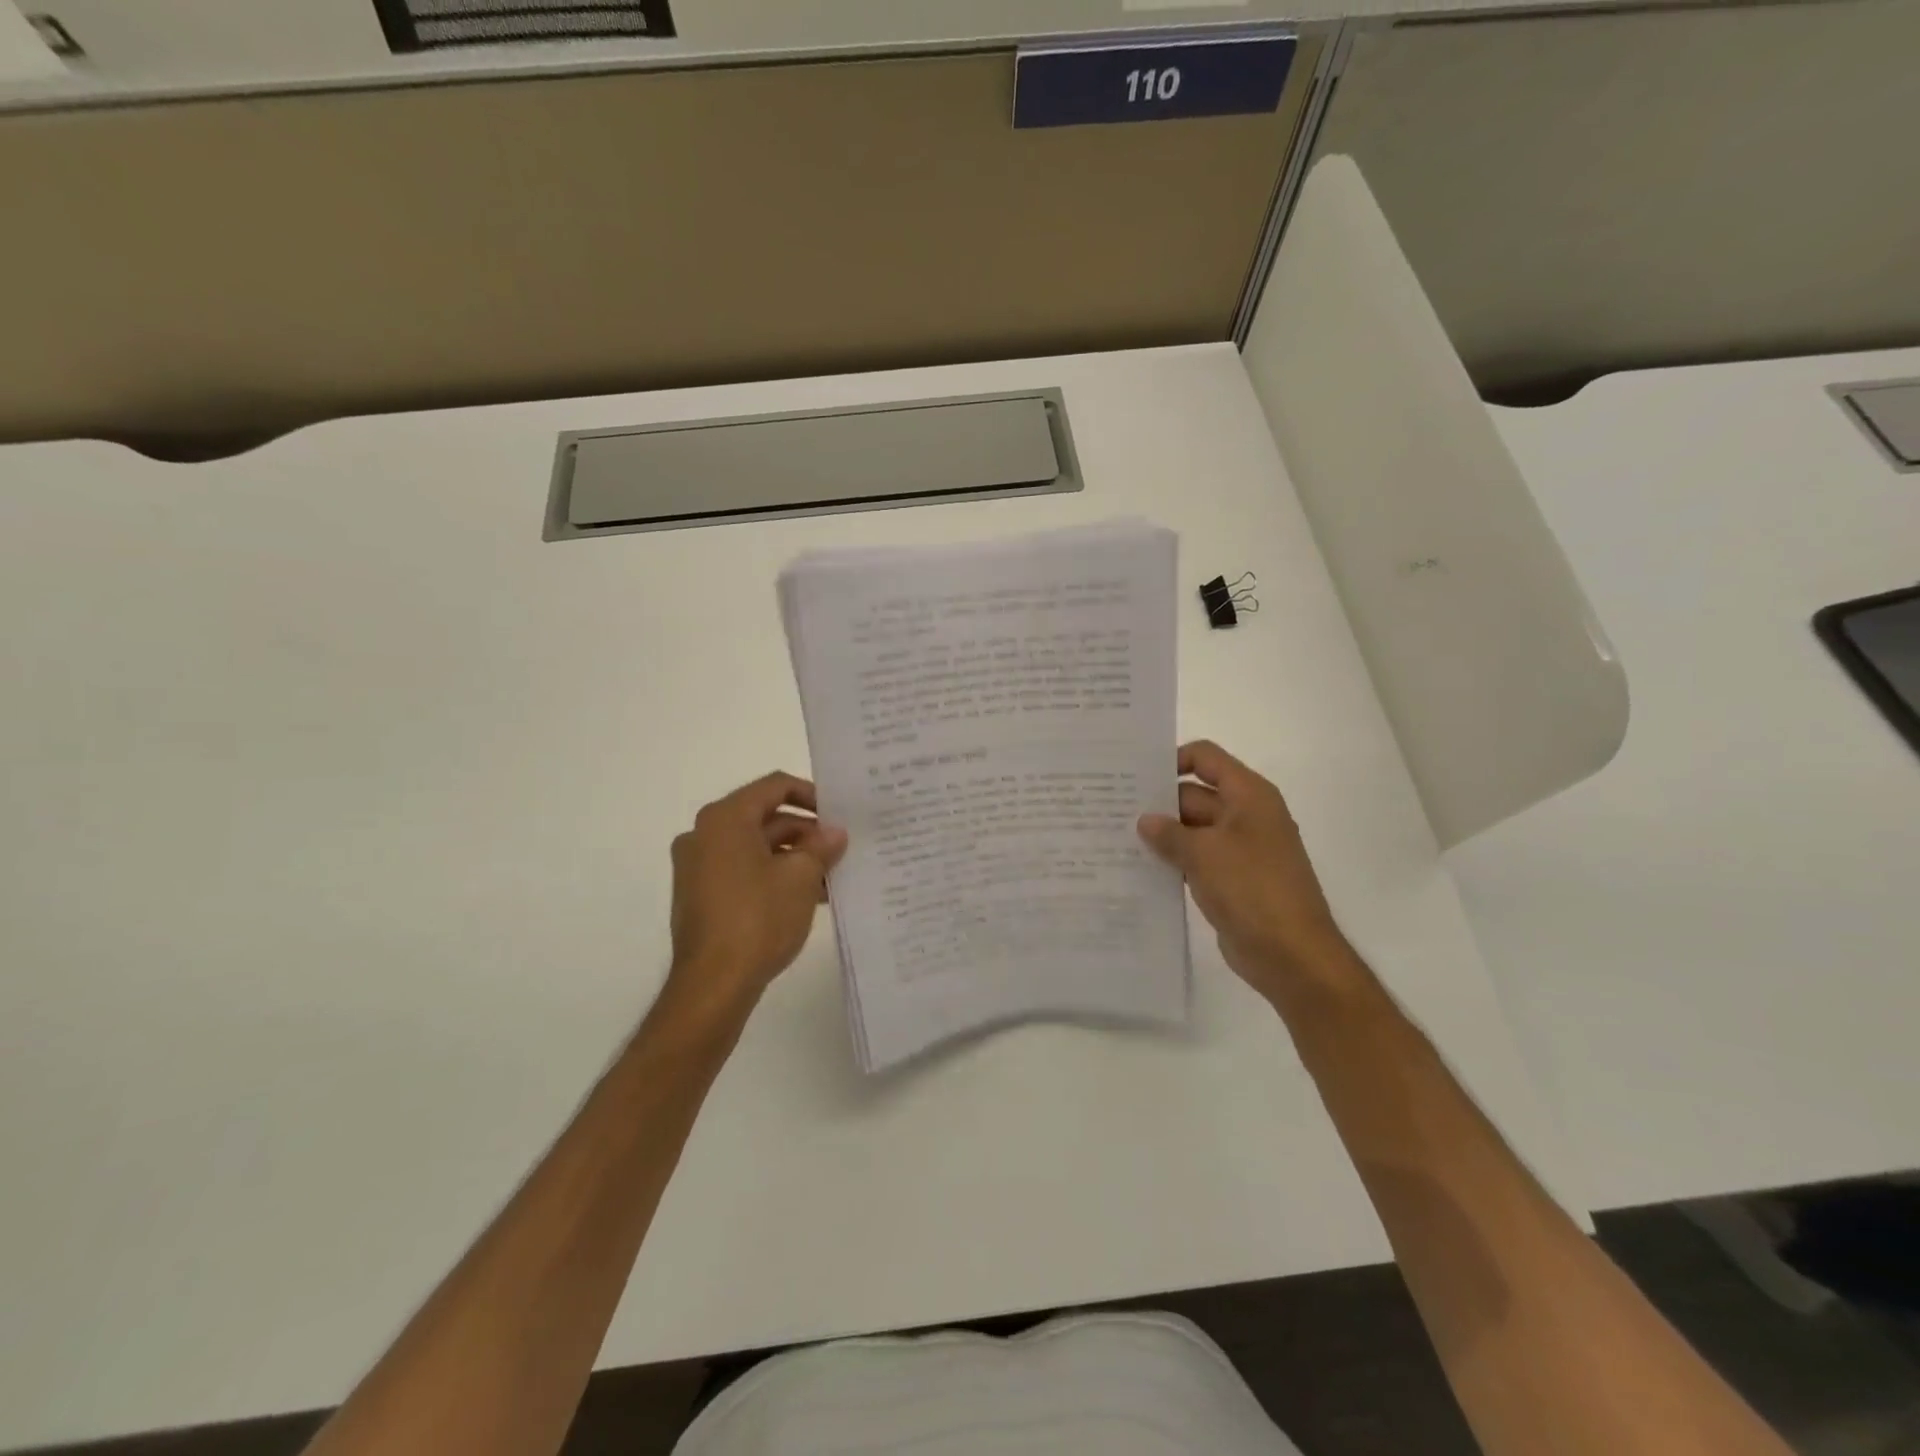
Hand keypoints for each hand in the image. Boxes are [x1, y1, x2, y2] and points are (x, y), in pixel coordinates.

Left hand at [666, 772, 847, 1010]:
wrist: (713, 985)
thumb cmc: (758, 919)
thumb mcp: (801, 877)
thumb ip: (821, 846)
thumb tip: (834, 833)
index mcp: (725, 818)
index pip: (774, 786)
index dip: (811, 795)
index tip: (838, 814)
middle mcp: (704, 834)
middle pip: (765, 818)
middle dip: (805, 833)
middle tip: (839, 850)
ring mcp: (697, 867)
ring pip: (755, 848)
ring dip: (793, 858)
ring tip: (829, 879)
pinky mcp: (699, 895)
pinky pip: (742, 871)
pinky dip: (772, 876)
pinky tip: (805, 898)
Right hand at [1137, 740, 1350, 999]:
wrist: (1292, 956)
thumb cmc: (1252, 889)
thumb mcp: (1204, 854)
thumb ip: (1169, 833)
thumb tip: (1144, 821)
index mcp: (1248, 796)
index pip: (1206, 758)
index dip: (1172, 759)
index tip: (1136, 776)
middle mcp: (1245, 816)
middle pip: (1194, 795)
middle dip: (1158, 804)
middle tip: (1112, 810)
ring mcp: (1239, 850)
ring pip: (1192, 831)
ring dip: (1162, 836)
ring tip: (1116, 838)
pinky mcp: (1231, 881)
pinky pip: (1196, 860)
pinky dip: (1172, 862)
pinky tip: (1138, 868)